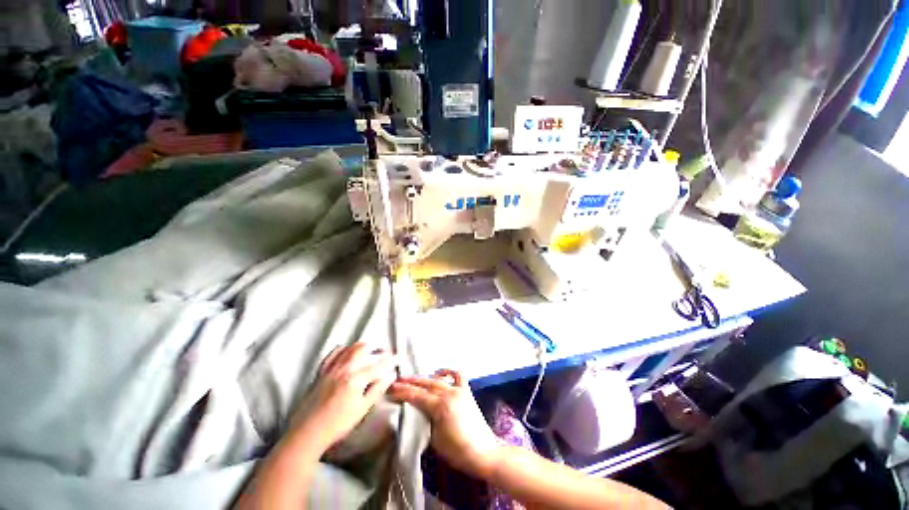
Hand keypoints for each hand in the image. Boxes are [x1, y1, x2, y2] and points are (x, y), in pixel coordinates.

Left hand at [291, 344, 398, 453]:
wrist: (307, 434)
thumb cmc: (337, 425)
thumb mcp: (362, 409)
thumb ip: (377, 389)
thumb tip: (391, 375)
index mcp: (355, 379)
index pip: (378, 365)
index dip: (391, 360)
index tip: (399, 358)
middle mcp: (344, 369)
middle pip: (364, 349)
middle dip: (377, 349)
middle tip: (385, 353)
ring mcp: (331, 369)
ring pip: (349, 348)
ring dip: (363, 346)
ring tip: (371, 349)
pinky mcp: (321, 372)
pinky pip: (333, 354)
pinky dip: (343, 349)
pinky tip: (347, 350)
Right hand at [388, 370, 504, 479]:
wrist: (483, 451)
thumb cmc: (457, 451)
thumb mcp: (435, 439)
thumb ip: (425, 421)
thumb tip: (417, 411)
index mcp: (441, 406)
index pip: (417, 396)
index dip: (403, 392)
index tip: (391, 389)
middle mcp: (449, 393)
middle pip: (426, 384)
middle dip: (410, 382)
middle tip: (397, 381)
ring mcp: (459, 390)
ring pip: (438, 379)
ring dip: (425, 378)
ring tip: (413, 379)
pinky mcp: (466, 391)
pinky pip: (457, 375)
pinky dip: (447, 372)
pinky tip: (439, 374)